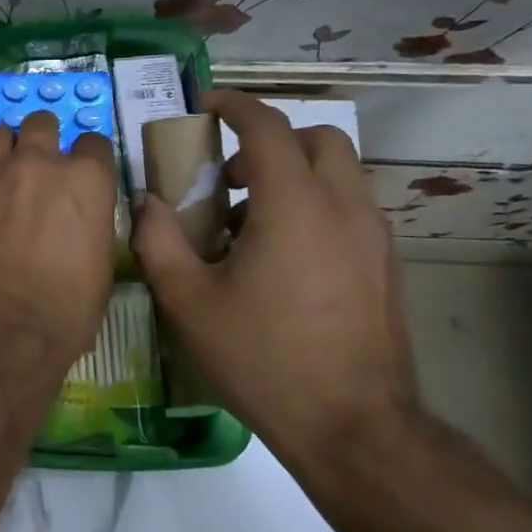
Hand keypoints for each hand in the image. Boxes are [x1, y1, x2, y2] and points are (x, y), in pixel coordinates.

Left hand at [0, 110, 118, 374]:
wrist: (1, 328)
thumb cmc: (66, 307)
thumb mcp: (101, 263)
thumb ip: (90, 223)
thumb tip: (80, 218)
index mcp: (84, 179)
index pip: (94, 143)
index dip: (89, 158)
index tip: (84, 172)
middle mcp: (37, 164)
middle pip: (42, 124)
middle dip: (44, 139)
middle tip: (41, 164)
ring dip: (6, 148)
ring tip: (6, 171)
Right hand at [131, 90, 416, 474]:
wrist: (353, 426)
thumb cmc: (262, 358)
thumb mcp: (189, 301)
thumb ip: (159, 240)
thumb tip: (146, 202)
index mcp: (294, 205)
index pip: (268, 127)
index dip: (235, 106)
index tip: (206, 105)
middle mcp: (344, 207)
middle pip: (318, 139)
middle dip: (271, 139)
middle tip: (227, 171)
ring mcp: (373, 237)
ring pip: (340, 174)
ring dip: (293, 174)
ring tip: (246, 219)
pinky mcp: (385, 266)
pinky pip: (349, 209)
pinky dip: (314, 205)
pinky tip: (279, 257)